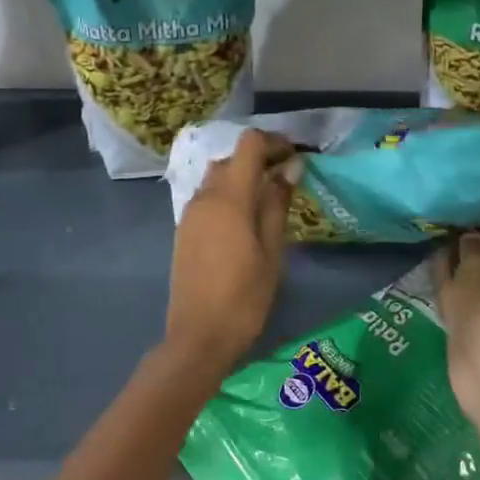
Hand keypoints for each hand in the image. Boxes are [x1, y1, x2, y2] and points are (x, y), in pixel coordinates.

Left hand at [164, 129, 294, 371]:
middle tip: (287, 178)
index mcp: (228, 198)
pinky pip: (207, 199)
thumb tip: (290, 167)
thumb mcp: (271, 251)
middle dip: (259, 159)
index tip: (295, 156)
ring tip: (268, 199)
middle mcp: (204, 197)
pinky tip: (244, 220)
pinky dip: (227, 195)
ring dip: (241, 177)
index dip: (274, 142)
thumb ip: (277, 204)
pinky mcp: (183, 231)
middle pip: (231, 158)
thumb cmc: (244, 297)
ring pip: (216, 178)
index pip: (248, 145)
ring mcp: (189, 214)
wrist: (198, 337)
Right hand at [436, 224, 479, 452]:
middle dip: (470, 228)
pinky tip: (429, 259)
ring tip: (432, 225)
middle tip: (444, 203)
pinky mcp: (470, 317)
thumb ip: (474, 243)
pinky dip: (445, 275)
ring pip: (471, 266)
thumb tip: (471, 231)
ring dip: (455, 252)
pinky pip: (457, 288)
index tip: (468, 189)